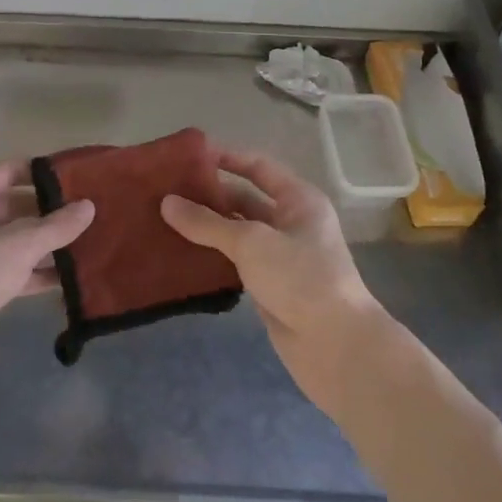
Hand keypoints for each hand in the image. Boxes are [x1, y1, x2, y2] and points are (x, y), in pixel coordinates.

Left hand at [0, 158, 94, 388]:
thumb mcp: (19, 246)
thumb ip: (57, 226)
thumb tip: (89, 206)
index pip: (14, 169)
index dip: (48, 173)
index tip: (85, 179)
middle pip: (18, 203)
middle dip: (53, 211)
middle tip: (94, 214)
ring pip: (17, 237)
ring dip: (48, 243)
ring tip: (91, 242)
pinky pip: (13, 267)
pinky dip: (37, 271)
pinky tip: (71, 278)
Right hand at [162, 148, 383, 402]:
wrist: (335, 346)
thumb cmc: (300, 278)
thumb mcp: (251, 242)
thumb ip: (206, 222)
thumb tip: (166, 202)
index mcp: (298, 200)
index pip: (258, 167)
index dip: (227, 158)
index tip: (190, 156)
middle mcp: (291, 222)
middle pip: (245, 199)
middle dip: (209, 195)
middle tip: (167, 191)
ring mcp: (281, 256)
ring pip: (237, 232)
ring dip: (207, 227)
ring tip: (165, 219)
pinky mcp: (269, 285)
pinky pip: (235, 261)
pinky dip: (211, 256)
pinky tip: (181, 253)